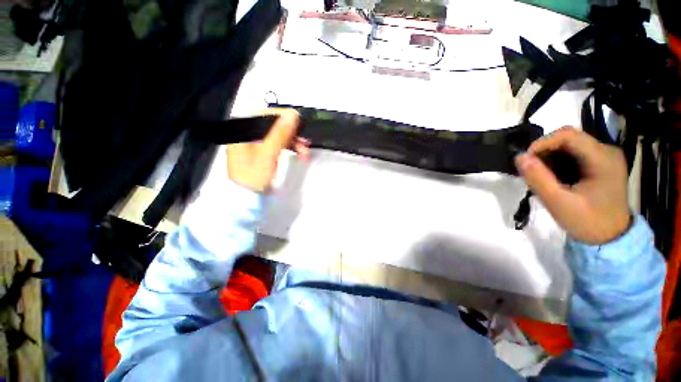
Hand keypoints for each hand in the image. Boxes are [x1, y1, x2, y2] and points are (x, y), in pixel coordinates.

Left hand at [226, 109, 309, 191]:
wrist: (248, 198)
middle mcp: (249, 133)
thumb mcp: (267, 155)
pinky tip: (299, 153)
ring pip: (279, 135)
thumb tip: (292, 115)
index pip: (266, 114)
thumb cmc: (253, 177)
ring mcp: (256, 143)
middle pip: (274, 125)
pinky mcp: (263, 151)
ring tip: (305, 152)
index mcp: (244, 130)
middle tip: (306, 142)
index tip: (300, 122)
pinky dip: (290, 148)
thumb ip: (279, 134)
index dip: (284, 116)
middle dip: (292, 133)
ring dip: (294, 142)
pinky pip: (279, 144)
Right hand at [515, 127, 630, 244]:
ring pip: (569, 145)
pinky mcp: (601, 163)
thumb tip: (519, 157)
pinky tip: (553, 176)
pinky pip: (574, 153)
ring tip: (540, 175)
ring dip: (549, 156)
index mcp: (603, 158)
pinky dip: (557, 161)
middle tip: (531, 170)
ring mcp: (605, 156)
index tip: (525, 160)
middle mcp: (607, 151)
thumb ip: (538, 179)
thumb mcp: (558, 203)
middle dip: (544, 151)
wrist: (610, 238)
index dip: (542, 143)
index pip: (568, 135)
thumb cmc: (588, 222)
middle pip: (569, 138)